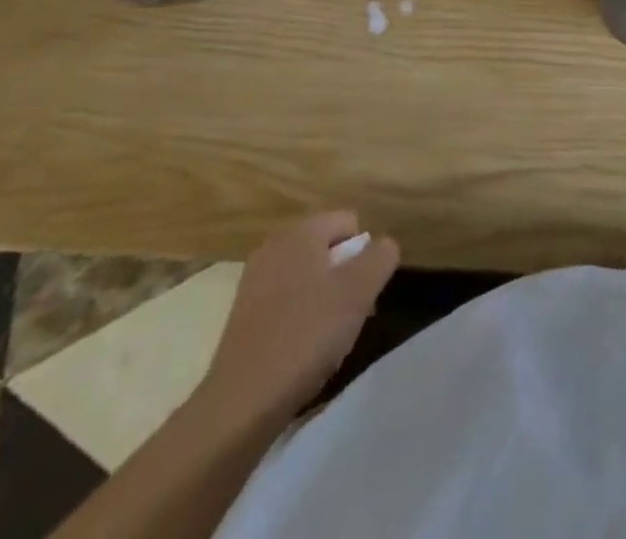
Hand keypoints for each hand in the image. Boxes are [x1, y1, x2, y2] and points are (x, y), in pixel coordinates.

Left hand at [199, 212, 399, 421]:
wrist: (242, 403)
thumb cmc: (307, 335)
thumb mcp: (360, 290)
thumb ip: (381, 256)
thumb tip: (383, 246)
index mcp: (301, 231)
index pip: (350, 222)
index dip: (364, 254)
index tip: (363, 291)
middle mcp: (274, 246)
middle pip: (329, 249)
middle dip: (346, 277)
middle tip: (350, 315)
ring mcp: (255, 280)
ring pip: (309, 276)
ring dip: (326, 298)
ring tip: (328, 337)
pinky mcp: (244, 314)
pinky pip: (287, 300)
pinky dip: (301, 317)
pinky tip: (303, 349)